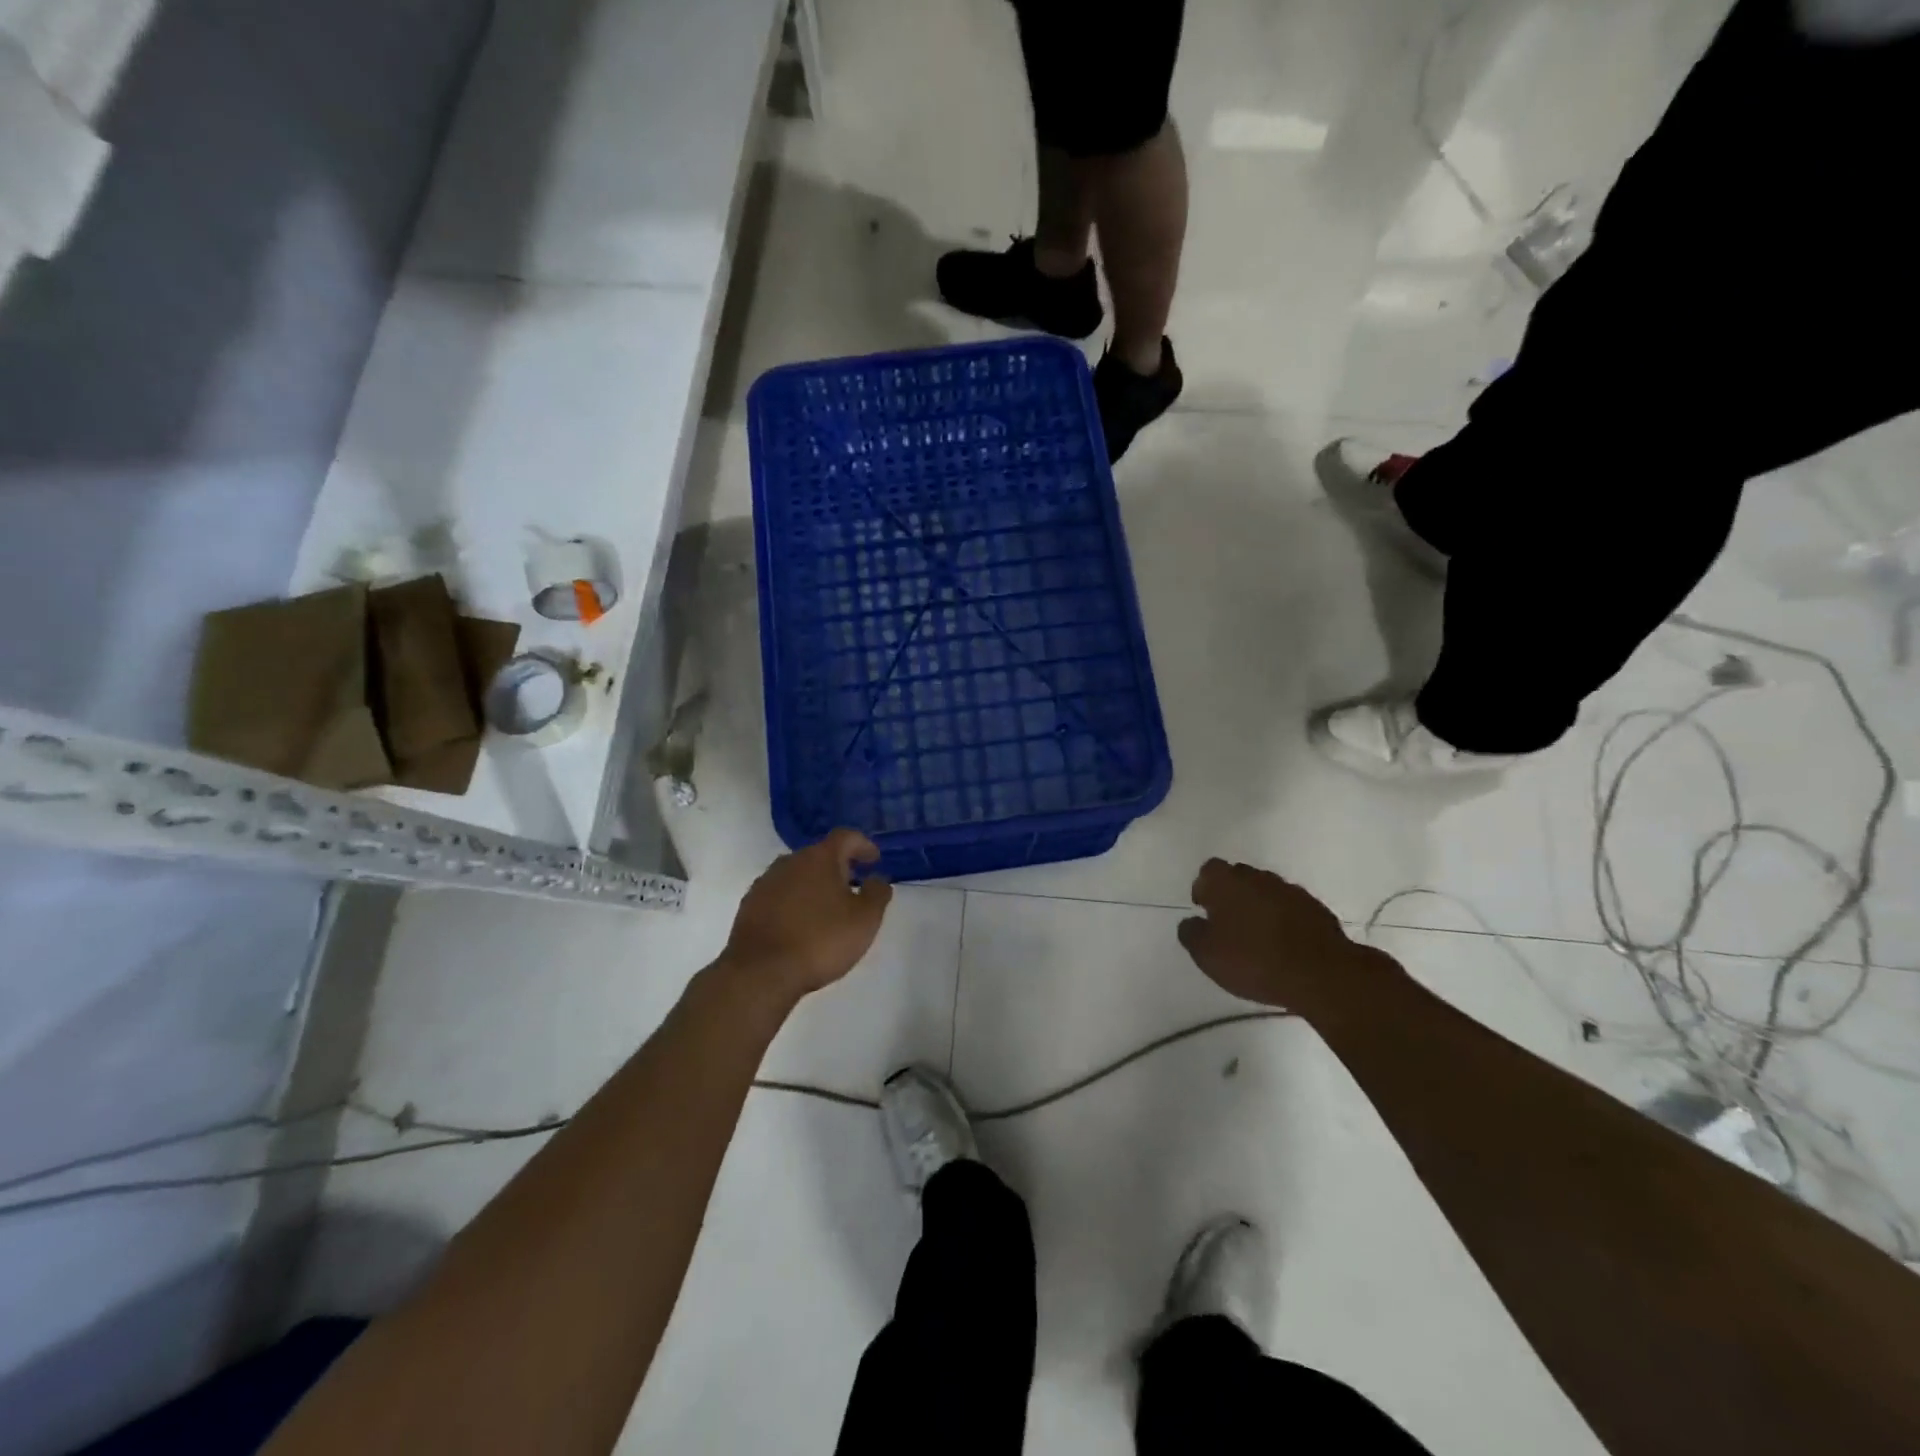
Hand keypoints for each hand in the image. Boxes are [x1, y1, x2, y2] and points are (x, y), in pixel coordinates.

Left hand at [719, 830, 893, 999]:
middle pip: (819, 855)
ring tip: (827, 910)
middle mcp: (790, 861)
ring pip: (797, 875)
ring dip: (814, 886)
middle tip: (853, 888)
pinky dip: (794, 903)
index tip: (874, 860)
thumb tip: (878, 878)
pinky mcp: (749, 905)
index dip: (863, 845)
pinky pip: (779, 895)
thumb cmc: (820, 940)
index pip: (846, 837)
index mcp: (820, 858)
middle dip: (838, 868)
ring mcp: (765, 882)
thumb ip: (877, 893)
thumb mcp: (864, 919)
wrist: (760, 971)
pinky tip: (800, 926)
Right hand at [1177, 858, 1393, 1013]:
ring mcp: (1289, 890)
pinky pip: (1289, 908)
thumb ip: (1191, 933)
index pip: (1208, 871)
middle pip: (1238, 877)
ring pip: (1265, 891)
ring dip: (1258, 907)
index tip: (1205, 910)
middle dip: (1231, 895)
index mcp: (1225, 882)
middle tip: (1229, 925)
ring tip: (1257, 937)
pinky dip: (1283, 920)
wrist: (1321, 974)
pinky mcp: (1315, 908)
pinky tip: (1283, 945)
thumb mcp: (1206, 955)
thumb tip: (1191, 922)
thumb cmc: (1253, 960)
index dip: (1204, 888)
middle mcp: (1256, 877)